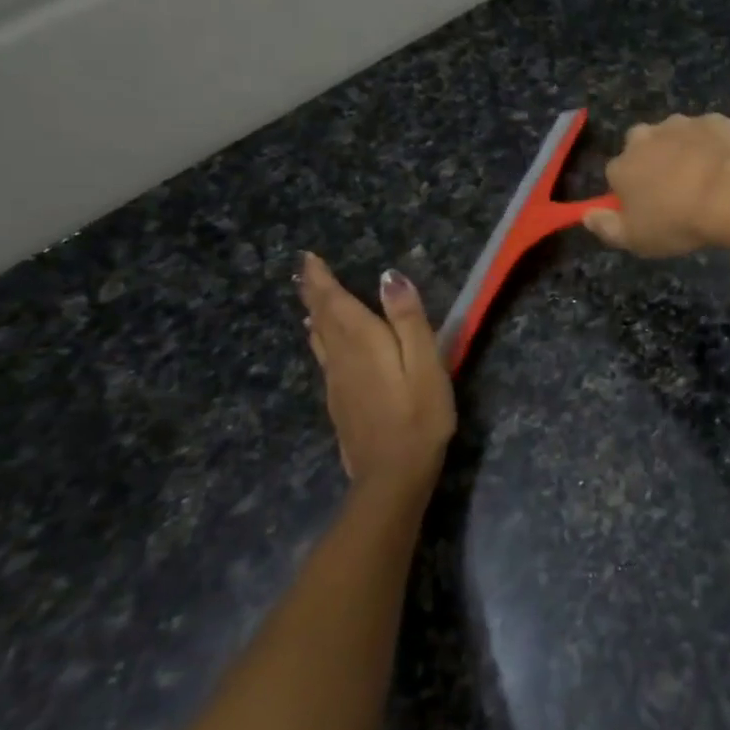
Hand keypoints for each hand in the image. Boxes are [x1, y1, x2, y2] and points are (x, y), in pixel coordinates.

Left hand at [299, 253, 454, 500]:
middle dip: (313, 291)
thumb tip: (389, 277)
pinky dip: (320, 338)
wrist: (393, 472)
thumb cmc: (419, 413)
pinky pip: (324, 356)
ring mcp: (336, 381)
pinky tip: (323, 341)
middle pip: (322, 317)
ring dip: (314, 313)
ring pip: (319, 338)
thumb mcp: (425, 362)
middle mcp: (341, 357)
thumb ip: (408, 319)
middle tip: (304, 270)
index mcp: (361, 341)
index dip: (320, 278)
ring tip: (310, 300)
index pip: (334, 301)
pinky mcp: (339, 401)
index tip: (308, 257)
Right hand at [584, 112, 729, 257]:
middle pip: (642, 147)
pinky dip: (713, 145)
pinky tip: (726, 165)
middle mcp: (644, 137)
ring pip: (675, 136)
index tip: (650, 208)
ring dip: (683, 151)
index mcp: (621, 166)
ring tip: (705, 178)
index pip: (617, 175)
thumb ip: (606, 228)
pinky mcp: (714, 120)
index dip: (632, 191)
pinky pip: (708, 132)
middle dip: (654, 162)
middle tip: (677, 190)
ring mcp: (680, 124)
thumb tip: (586, 216)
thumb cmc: (678, 222)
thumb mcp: (636, 240)